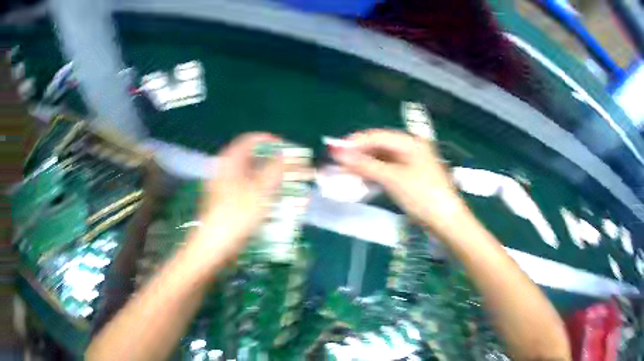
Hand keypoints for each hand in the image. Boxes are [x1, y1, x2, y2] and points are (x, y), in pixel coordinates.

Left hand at [190, 133, 284, 264]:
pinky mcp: (227, 201)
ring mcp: (225, 186)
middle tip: (291, 168)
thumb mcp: (260, 191)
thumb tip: (287, 156)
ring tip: (288, 185)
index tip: (287, 148)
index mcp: (230, 161)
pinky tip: (274, 201)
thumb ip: (275, 170)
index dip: (270, 141)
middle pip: (252, 158)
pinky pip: (248, 189)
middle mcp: (226, 170)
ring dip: (270, 178)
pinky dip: (262, 191)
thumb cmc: (237, 215)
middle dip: (273, 162)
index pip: (250, 140)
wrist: (214, 245)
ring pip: (251, 175)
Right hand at [331, 129, 468, 236]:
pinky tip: (362, 181)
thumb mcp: (392, 178)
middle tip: (337, 164)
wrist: (446, 221)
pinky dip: (374, 175)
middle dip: (358, 155)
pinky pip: (388, 171)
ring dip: (364, 166)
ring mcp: (412, 164)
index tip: (334, 151)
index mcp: (410, 142)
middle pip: (379, 147)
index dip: (354, 142)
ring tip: (346, 173)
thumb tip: (337, 152)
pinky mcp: (411, 178)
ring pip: (382, 160)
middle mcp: (411, 149)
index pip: (377, 136)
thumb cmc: (422, 195)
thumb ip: (364, 165)